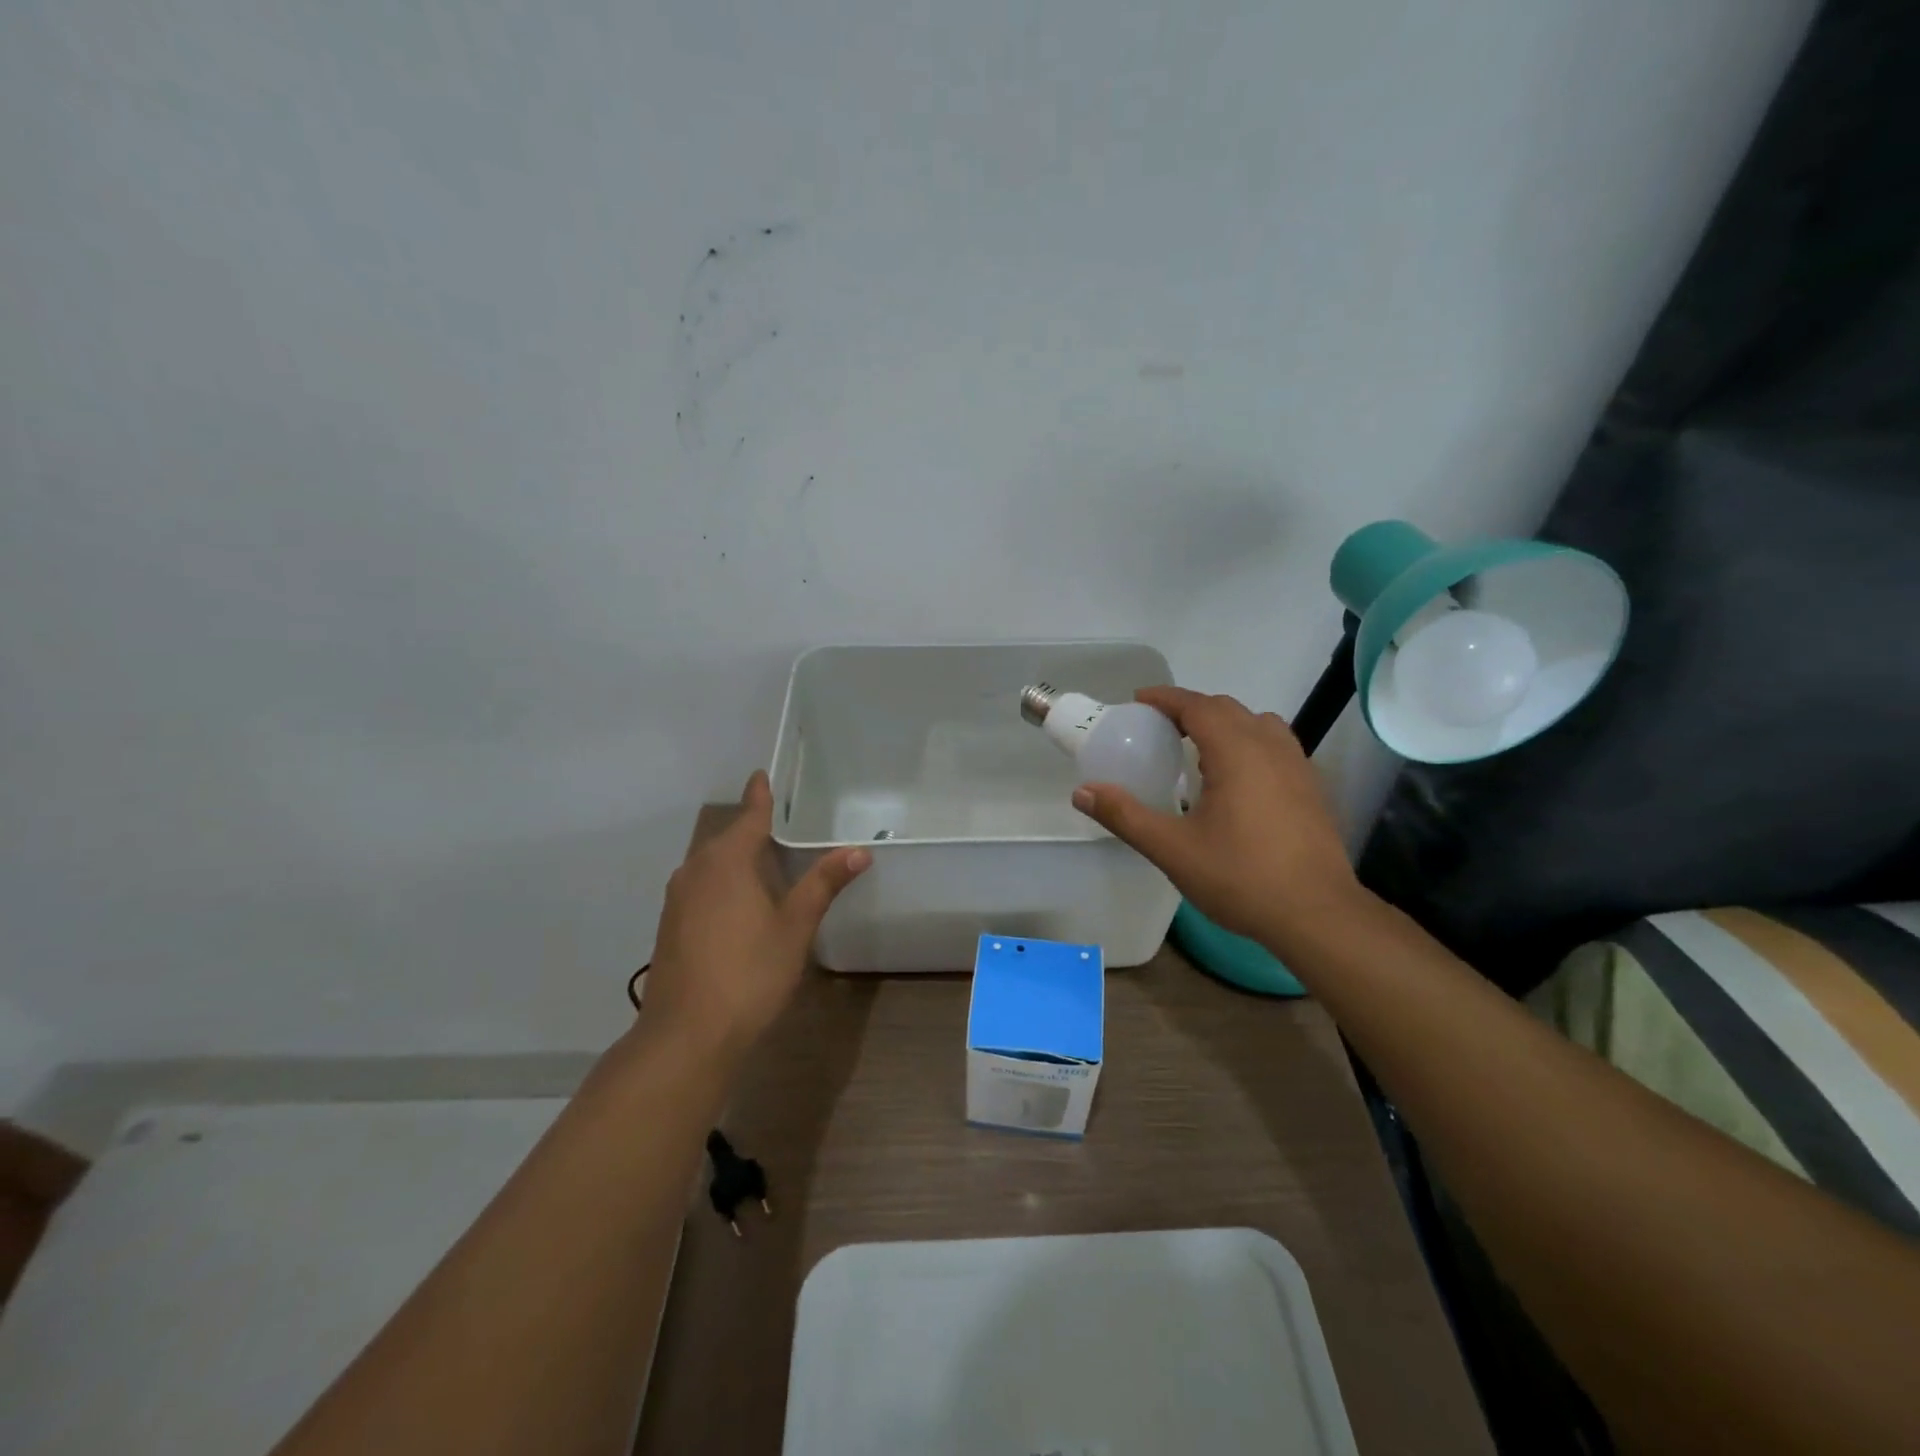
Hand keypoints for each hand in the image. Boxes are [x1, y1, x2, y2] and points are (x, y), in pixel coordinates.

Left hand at [639, 772, 869, 1062]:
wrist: (685, 1035)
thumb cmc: (748, 973)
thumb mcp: (795, 927)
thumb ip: (823, 884)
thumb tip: (858, 850)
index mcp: (727, 861)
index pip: (750, 816)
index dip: (760, 796)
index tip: (762, 774)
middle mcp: (696, 871)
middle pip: (728, 839)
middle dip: (751, 827)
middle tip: (780, 820)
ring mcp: (678, 899)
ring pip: (711, 864)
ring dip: (736, 857)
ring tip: (765, 858)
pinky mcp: (670, 926)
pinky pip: (701, 887)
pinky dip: (722, 882)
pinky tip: (739, 901)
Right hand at [1071, 687, 1360, 950]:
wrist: (1317, 915)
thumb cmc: (1241, 877)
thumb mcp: (1172, 849)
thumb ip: (1125, 816)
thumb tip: (1082, 793)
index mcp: (1237, 752)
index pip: (1198, 705)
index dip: (1166, 698)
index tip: (1138, 701)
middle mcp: (1270, 747)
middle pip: (1228, 709)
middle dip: (1192, 708)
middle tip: (1160, 727)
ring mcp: (1298, 767)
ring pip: (1258, 724)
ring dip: (1225, 723)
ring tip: (1199, 748)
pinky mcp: (1312, 789)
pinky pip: (1276, 746)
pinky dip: (1249, 743)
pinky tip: (1237, 780)